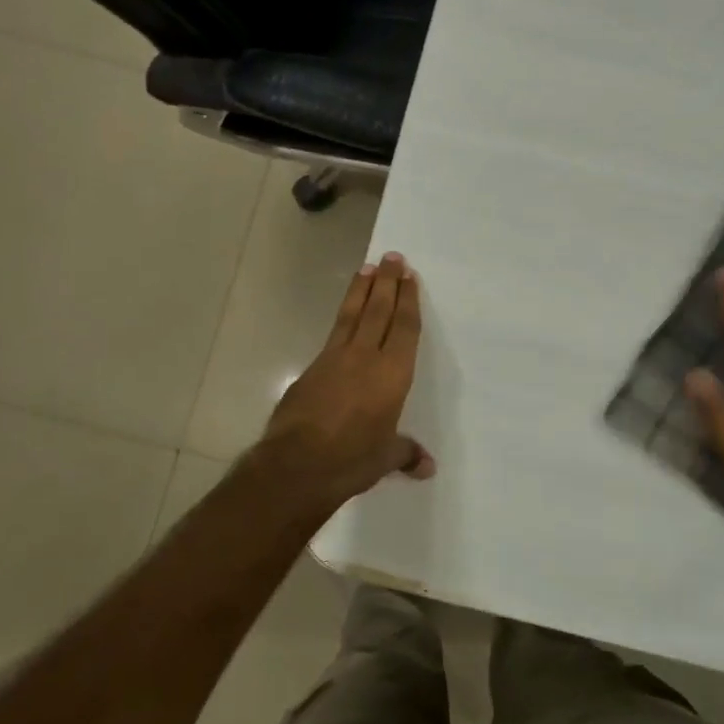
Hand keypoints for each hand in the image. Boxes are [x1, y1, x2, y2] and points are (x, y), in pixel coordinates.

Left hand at [260, 251, 435, 509]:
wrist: (296, 464)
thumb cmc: (352, 458)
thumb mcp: (384, 458)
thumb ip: (405, 453)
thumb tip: (427, 467)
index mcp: (392, 374)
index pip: (404, 328)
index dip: (408, 301)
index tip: (409, 276)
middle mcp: (365, 358)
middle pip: (378, 311)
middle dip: (386, 283)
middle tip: (391, 256)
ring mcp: (334, 360)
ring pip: (351, 316)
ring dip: (360, 291)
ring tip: (366, 268)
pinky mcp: (310, 370)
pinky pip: (333, 335)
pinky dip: (342, 319)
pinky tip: (343, 318)